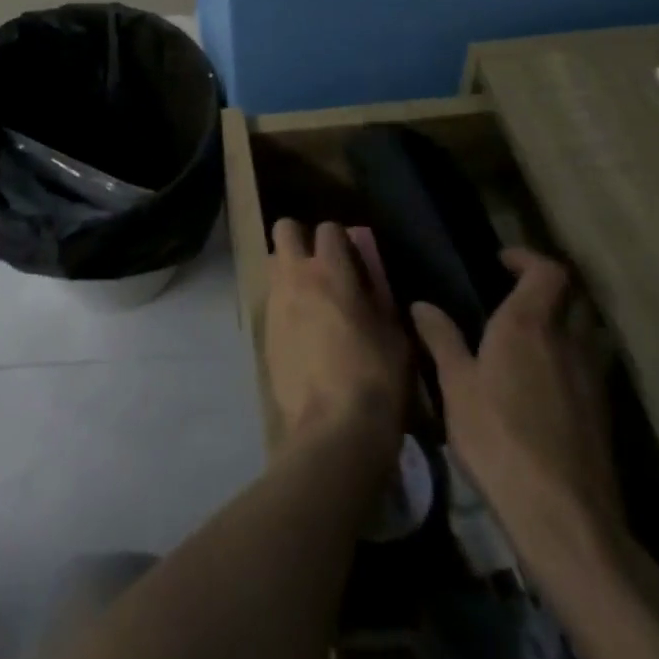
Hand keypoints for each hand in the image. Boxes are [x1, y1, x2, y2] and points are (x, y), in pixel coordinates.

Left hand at [265, 219, 408, 467]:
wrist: (333, 430)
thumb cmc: (375, 380)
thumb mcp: (395, 337)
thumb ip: (380, 300)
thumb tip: (371, 284)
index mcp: (331, 272)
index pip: (328, 228)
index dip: (341, 239)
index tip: (352, 257)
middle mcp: (296, 277)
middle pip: (285, 229)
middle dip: (301, 238)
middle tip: (321, 264)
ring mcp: (275, 302)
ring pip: (273, 262)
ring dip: (289, 269)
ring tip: (311, 297)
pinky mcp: (264, 330)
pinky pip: (271, 299)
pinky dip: (284, 303)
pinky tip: (302, 331)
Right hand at [411, 249, 622, 565]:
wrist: (563, 516)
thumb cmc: (498, 438)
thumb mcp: (455, 386)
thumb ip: (441, 339)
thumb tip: (421, 305)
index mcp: (529, 326)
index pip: (548, 272)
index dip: (527, 258)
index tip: (499, 261)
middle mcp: (568, 343)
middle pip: (576, 297)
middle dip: (550, 286)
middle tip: (515, 291)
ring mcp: (592, 379)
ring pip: (589, 331)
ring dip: (566, 320)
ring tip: (530, 333)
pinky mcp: (603, 413)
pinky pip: (591, 364)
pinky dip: (572, 355)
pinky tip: (544, 379)